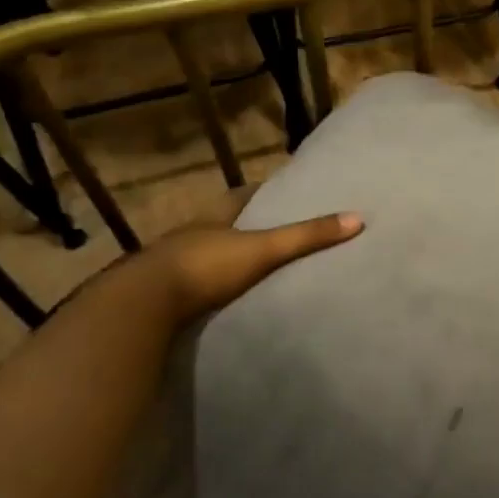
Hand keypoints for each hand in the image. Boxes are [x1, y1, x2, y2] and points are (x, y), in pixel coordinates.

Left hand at [145, 211, 362, 318]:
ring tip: (249, 266)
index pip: (239, 197)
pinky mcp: (160, 296)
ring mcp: (170, 266)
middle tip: (271, 229)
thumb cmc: (205, 266)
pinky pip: (189, 285)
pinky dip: (206, 287)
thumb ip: (306, 237)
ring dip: (221, 257)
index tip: (281, 191)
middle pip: (219, 223)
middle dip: (241, 225)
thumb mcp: (263, 249)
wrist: (142, 306)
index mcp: (212, 218)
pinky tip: (219, 297)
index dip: (260, 192)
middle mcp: (189, 235)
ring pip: (201, 254)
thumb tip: (357, 218)